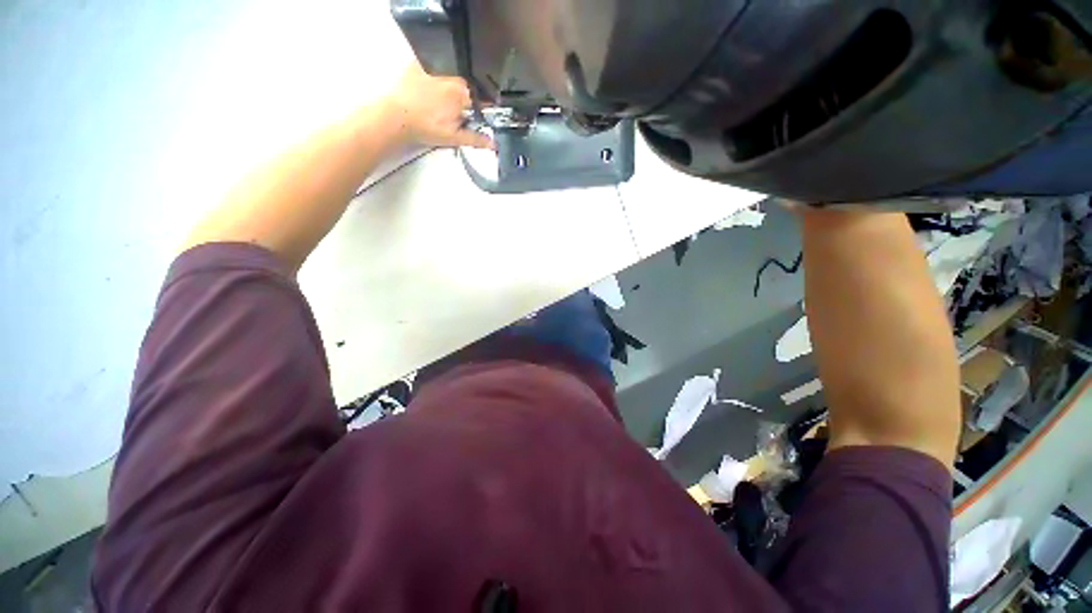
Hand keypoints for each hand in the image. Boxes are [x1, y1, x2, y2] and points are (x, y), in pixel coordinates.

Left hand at [384, 61, 493, 149]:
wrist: (396, 117)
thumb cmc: (427, 128)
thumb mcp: (454, 137)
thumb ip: (476, 139)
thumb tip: (494, 144)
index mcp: (464, 93)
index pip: (482, 98)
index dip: (483, 107)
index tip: (479, 114)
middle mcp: (452, 75)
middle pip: (468, 84)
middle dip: (468, 96)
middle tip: (457, 110)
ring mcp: (435, 67)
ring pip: (452, 73)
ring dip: (453, 84)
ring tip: (442, 101)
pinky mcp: (418, 62)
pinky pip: (433, 64)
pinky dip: (436, 72)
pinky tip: (430, 87)